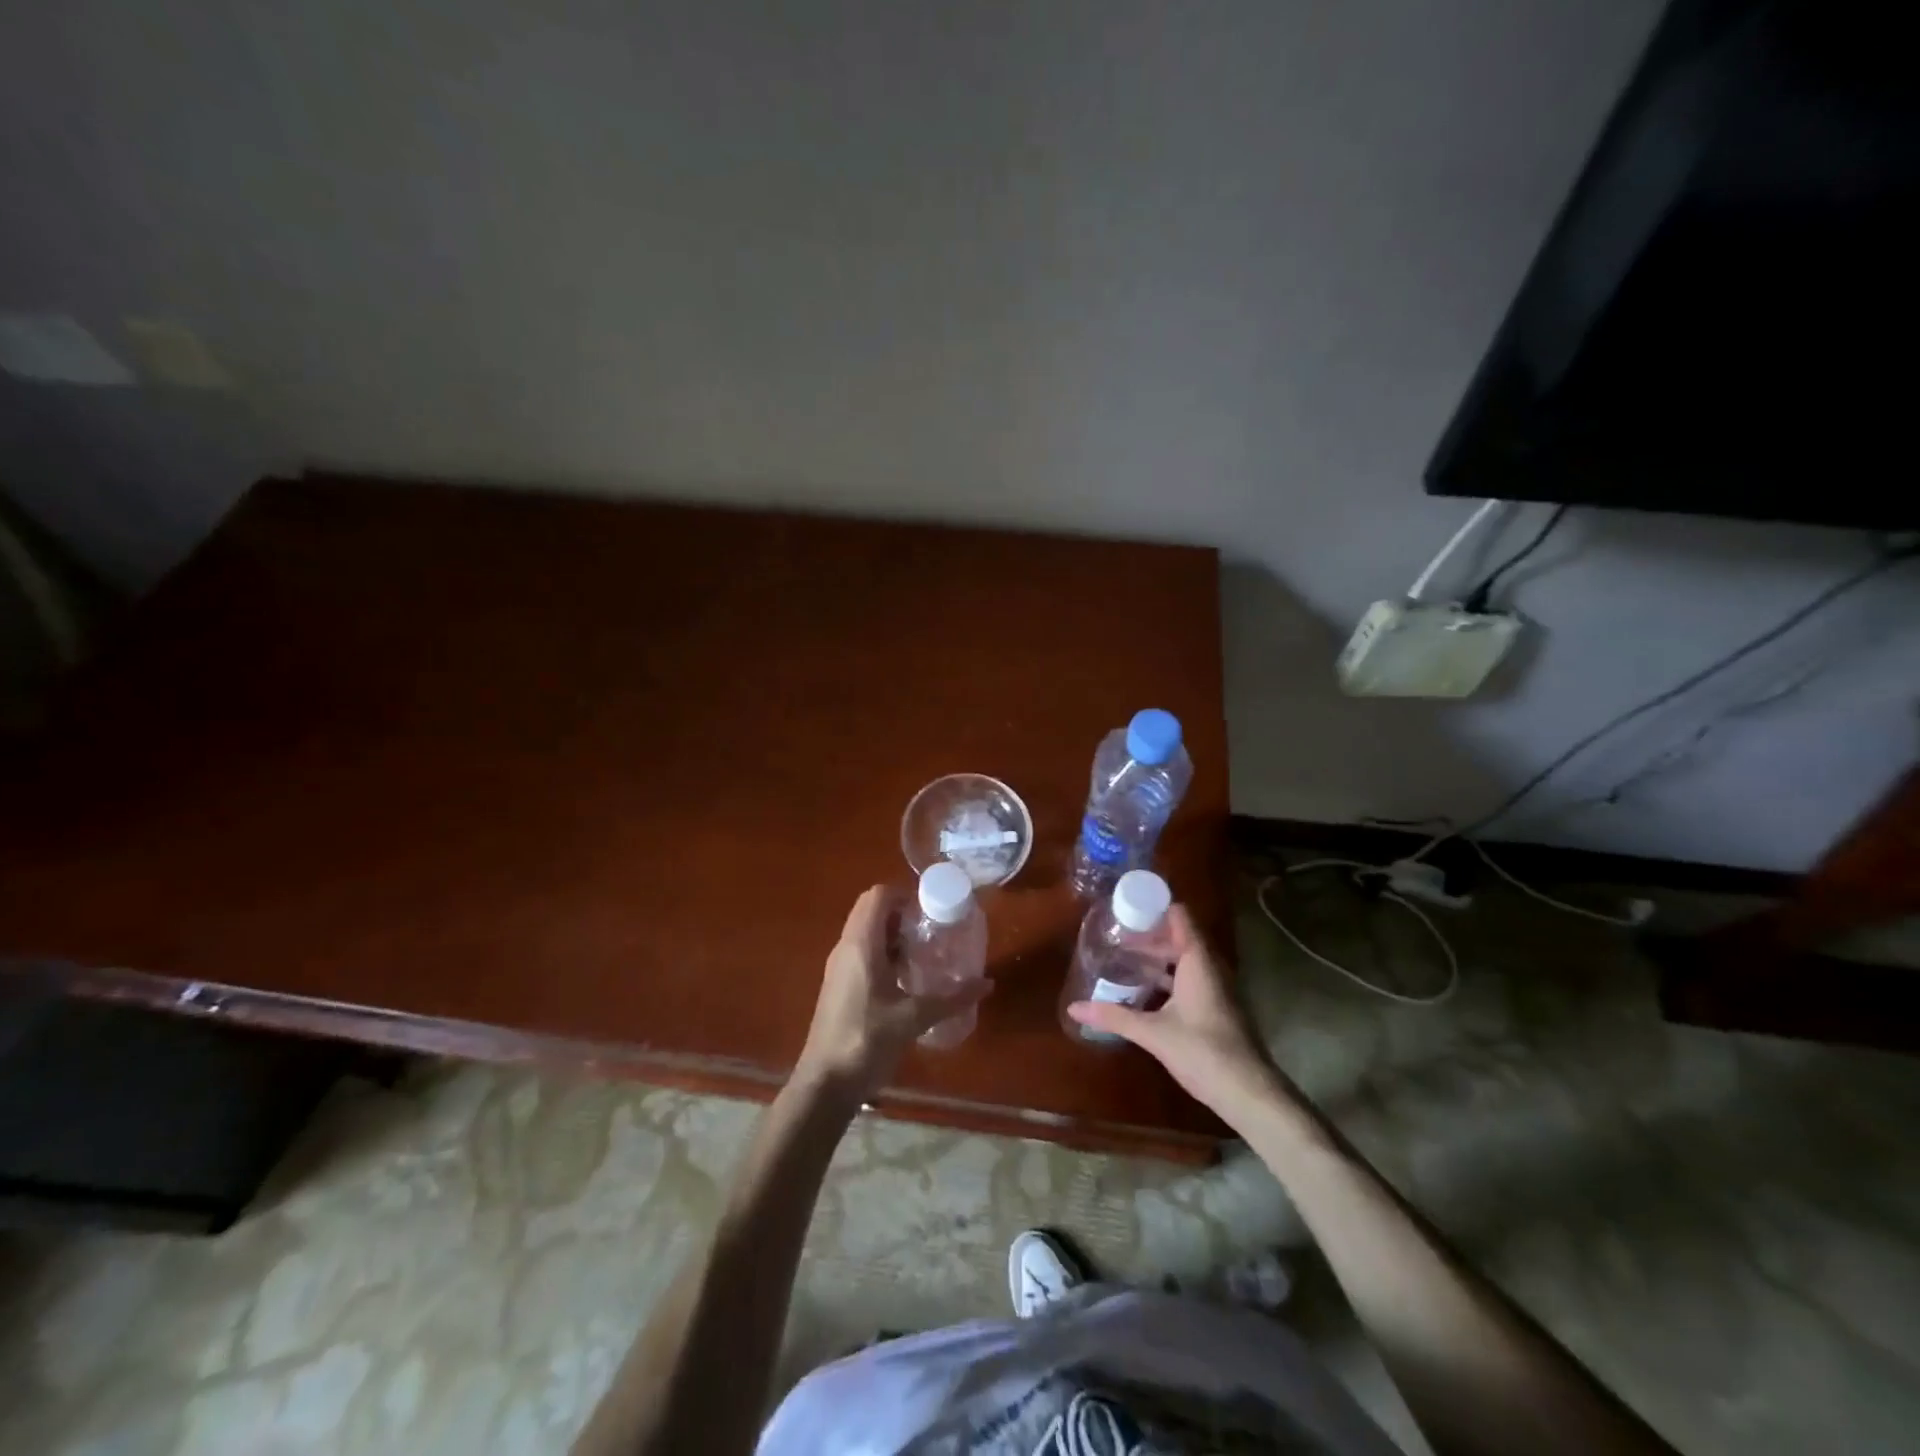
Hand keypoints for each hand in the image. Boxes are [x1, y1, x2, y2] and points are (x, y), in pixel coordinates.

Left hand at [792, 885, 991, 1102]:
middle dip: (903, 913)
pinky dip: (884, 952)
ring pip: (867, 931)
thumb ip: (951, 999)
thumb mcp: (913, 1019)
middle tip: (933, 930)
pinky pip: (862, 952)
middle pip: (872, 910)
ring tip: (925, 952)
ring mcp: (840, 966)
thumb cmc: (866, 1041)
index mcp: (860, 944)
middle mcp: (846, 947)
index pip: (878, 896)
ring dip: (894, 934)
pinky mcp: (840, 984)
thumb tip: (987, 983)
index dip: (905, 895)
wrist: (825, 1083)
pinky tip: (907, 979)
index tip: (932, 911)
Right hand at [1067, 905, 1279, 1122]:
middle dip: (1148, 935)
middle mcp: (1210, 967)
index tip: (1124, 910)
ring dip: (1157, 958)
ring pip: (1184, 959)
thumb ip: (1114, 1016)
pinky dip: (1167, 977)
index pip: (1179, 916)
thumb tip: (1073, 1007)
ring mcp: (1216, 987)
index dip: (1153, 908)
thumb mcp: (1153, 1033)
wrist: (1249, 1092)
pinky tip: (1144, 992)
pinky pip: (1189, 978)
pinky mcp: (1216, 1007)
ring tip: (1124, 961)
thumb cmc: (1203, 1051)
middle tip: (1114, 939)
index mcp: (1198, 961)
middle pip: (1178, 936)